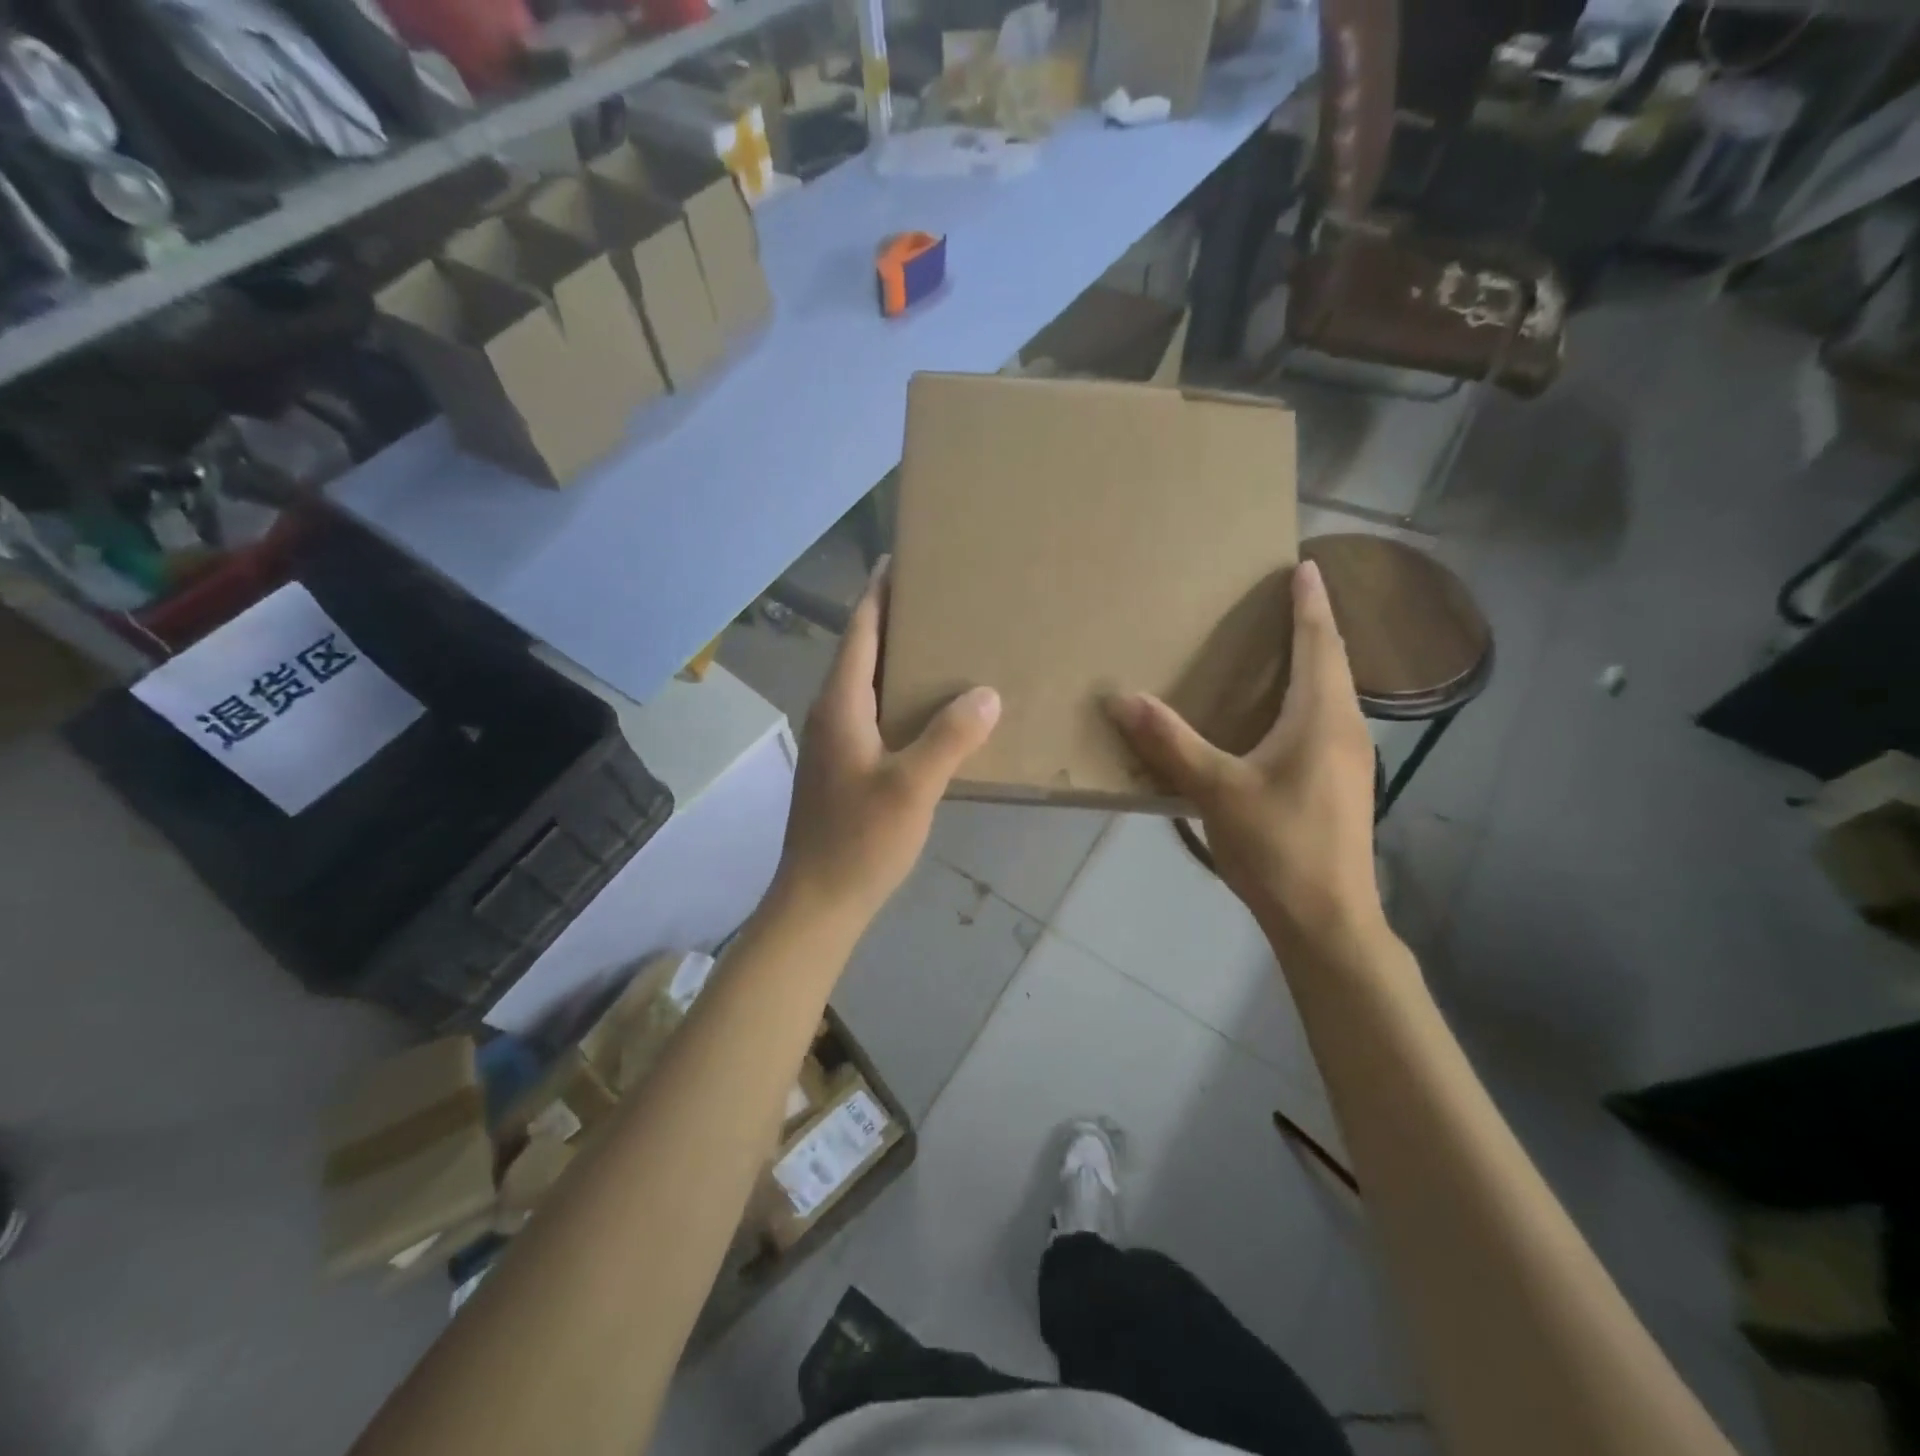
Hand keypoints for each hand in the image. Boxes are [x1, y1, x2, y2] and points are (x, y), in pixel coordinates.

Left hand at [775, 562, 1000, 924]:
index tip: (898, 560)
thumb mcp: (912, 787)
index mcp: (840, 706)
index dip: (877, 594)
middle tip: (938, 600)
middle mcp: (830, 715)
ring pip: (866, 687)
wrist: (817, 902)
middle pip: (861, 654)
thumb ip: (950, 738)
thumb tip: (986, 694)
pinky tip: (929, 714)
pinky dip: (898, 700)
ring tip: (940, 648)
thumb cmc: (859, 841)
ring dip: (897, 662)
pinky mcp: (842, 769)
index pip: (859, 632)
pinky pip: (872, 716)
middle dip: (893, 621)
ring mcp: (833, 744)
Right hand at [1106, 560, 1383, 960]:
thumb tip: (1120, 698)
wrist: (1327, 919)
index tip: (1305, 566)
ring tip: (1284, 647)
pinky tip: (1283, 716)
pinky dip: (1309, 698)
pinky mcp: (1343, 786)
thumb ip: (1169, 742)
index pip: (1319, 643)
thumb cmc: (1278, 846)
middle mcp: (1346, 729)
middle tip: (1290, 597)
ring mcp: (1351, 760)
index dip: (1310, 603)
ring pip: (1334, 694)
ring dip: (1315, 662)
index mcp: (1322, 717)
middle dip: (1314, 626)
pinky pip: (1328, 721)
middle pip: (1334, 663)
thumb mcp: (1216, 790)